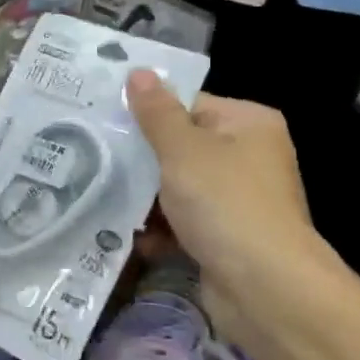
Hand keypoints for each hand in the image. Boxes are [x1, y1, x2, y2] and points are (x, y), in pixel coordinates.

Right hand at [126, 70, 330, 330]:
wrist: (264, 287)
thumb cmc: (225, 203)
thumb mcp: (183, 150)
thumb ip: (156, 113)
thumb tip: (139, 72)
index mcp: (247, 124)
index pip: (188, 105)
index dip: (148, 114)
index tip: (105, 122)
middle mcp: (248, 156)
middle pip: (181, 147)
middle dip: (141, 159)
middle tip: (95, 157)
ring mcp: (238, 199)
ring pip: (178, 187)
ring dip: (145, 198)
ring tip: (103, 197)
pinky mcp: (226, 237)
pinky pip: (184, 222)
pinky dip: (160, 229)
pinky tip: (130, 236)